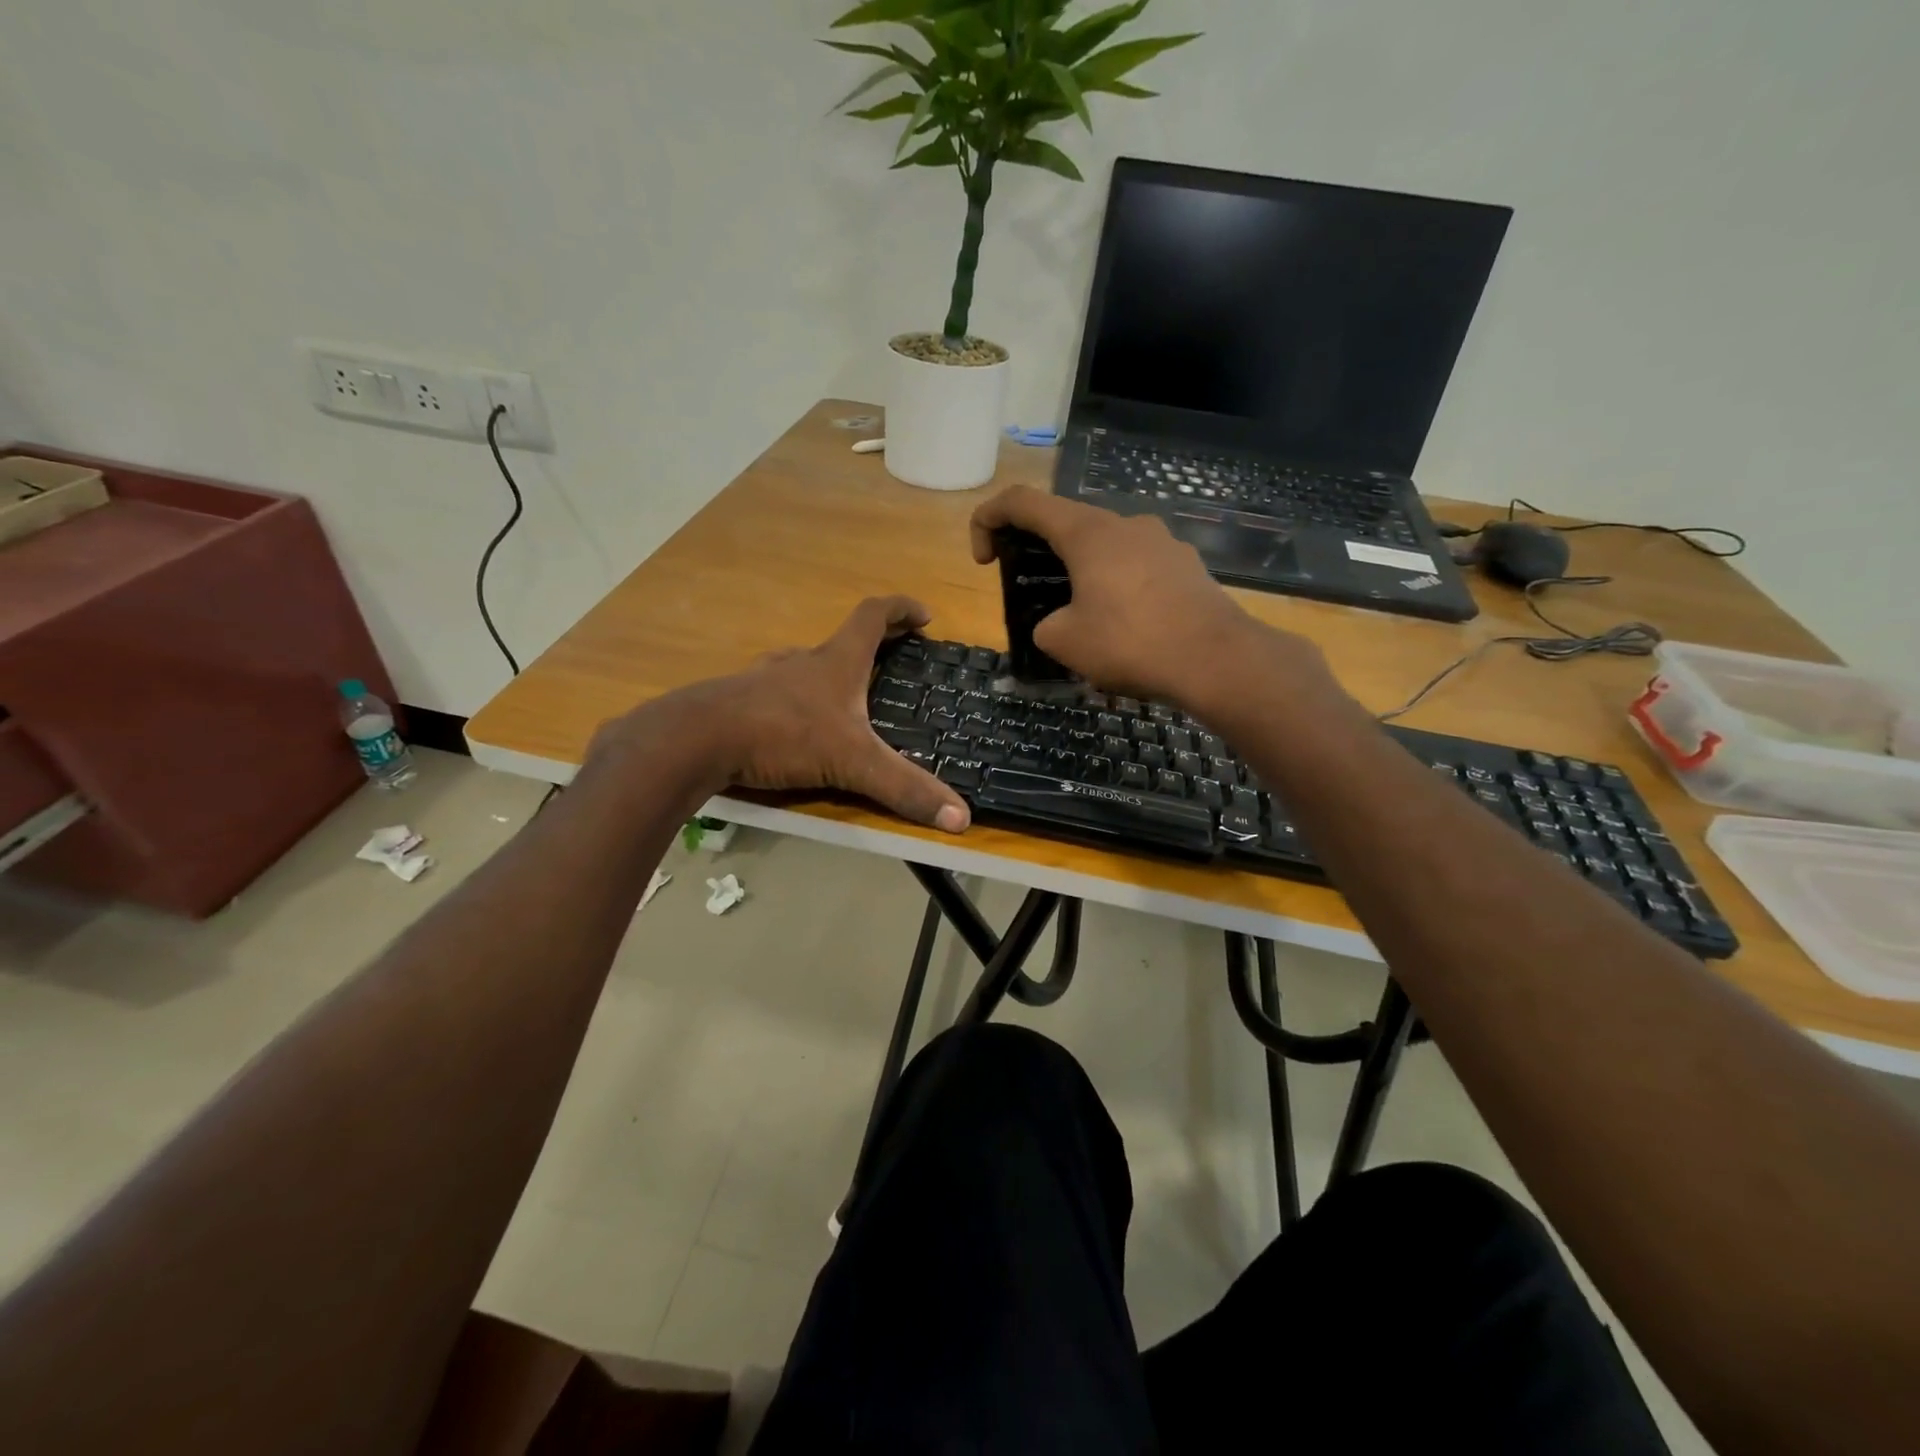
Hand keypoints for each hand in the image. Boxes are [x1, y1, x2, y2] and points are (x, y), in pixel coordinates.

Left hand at [602, 597, 969, 832]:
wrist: (696, 739)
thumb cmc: (782, 734)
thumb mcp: (852, 763)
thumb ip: (904, 789)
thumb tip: (962, 819)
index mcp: (835, 662)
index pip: (873, 615)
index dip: (901, 609)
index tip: (924, 615)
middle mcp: (801, 661)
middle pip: (841, 639)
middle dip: (872, 645)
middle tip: (894, 660)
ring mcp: (765, 678)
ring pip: (804, 664)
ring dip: (830, 672)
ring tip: (846, 697)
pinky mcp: (739, 701)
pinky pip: (776, 692)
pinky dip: (795, 699)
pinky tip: (794, 727)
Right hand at [970, 485, 1328, 714]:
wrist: (1217, 660)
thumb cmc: (1131, 643)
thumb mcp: (1064, 642)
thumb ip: (1045, 625)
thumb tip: (1059, 622)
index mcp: (1087, 531)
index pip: (1022, 502)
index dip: (988, 520)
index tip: (983, 560)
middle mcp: (1125, 524)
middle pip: (1067, 524)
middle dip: (1038, 553)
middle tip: (1032, 595)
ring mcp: (1162, 542)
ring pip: (1106, 548)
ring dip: (1082, 574)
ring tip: (1083, 621)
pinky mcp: (1187, 566)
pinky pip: (1138, 568)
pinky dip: (1117, 588)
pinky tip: (1125, 629)